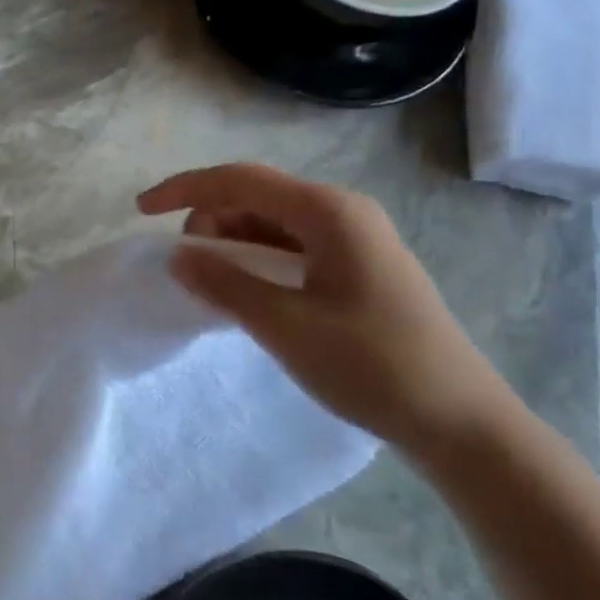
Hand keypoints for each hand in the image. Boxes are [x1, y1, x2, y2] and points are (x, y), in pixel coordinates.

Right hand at [138, 164, 523, 457]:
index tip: (140, 212)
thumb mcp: (284, 325)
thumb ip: (224, 283)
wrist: (460, 420)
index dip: (184, 189)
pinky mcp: (358, 267)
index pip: (239, 180)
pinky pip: (292, 247)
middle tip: (188, 271)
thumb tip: (176, 255)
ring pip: (271, 223)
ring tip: (215, 289)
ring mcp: (355, 239)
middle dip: (209, 223)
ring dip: (232, 245)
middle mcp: (343, 213)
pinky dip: (258, 262)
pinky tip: (248, 295)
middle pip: (254, 197)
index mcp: (329, 212)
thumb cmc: (372, 365)